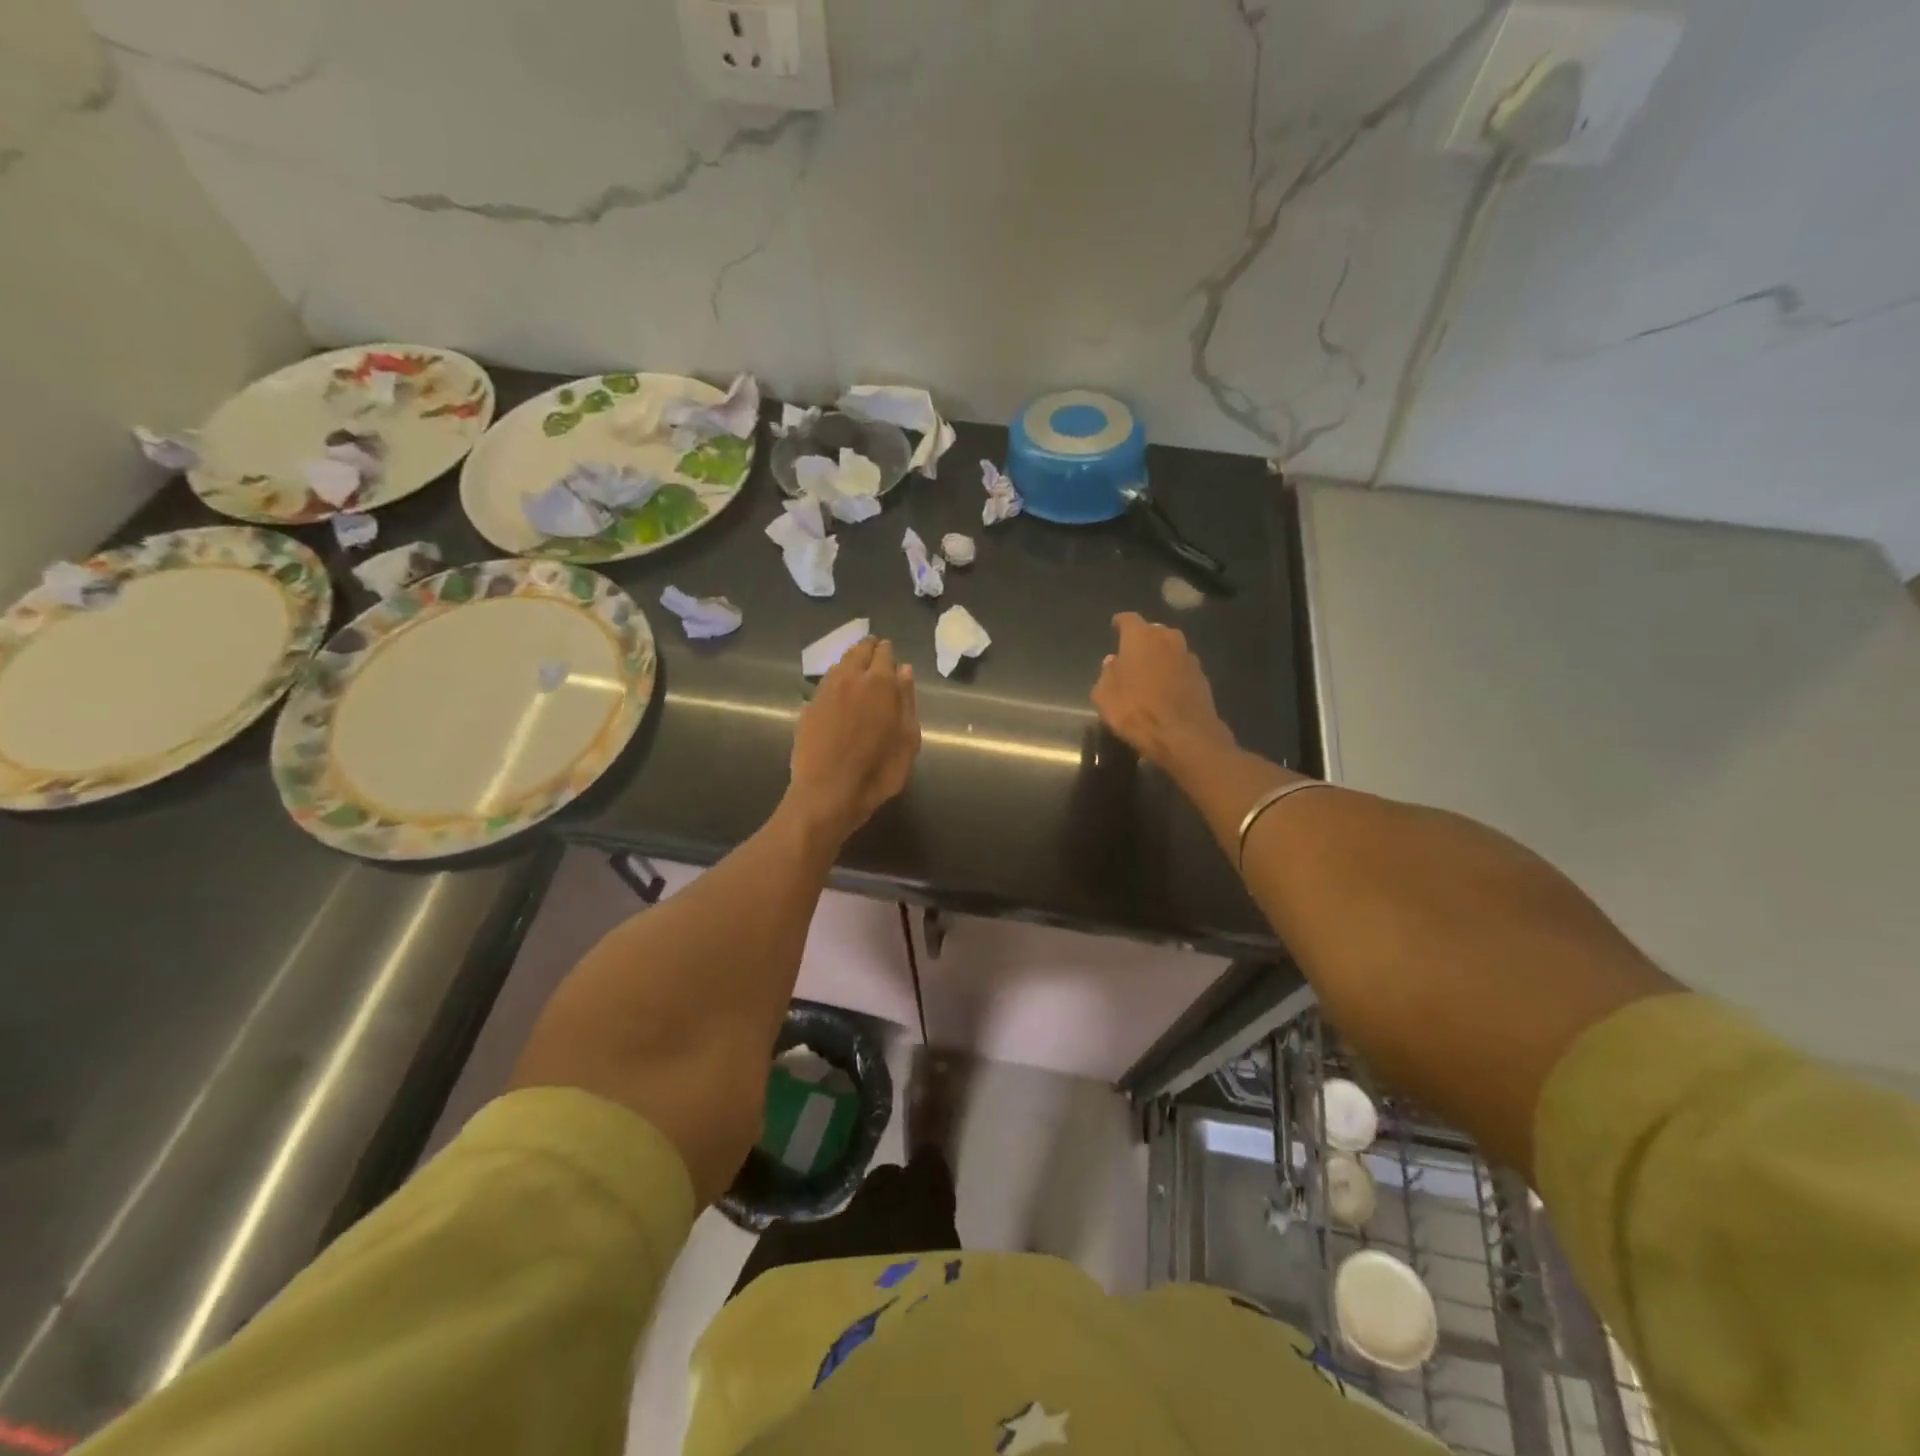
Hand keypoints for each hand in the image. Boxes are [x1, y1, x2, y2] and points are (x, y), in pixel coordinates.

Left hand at [786, 638, 920, 842]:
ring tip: (858, 669)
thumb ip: (906, 701)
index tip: (890, 652)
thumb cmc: (878, 771)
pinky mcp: (808, 708)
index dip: (888, 651)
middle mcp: (850, 678)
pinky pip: (826, 683)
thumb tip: (904, 671)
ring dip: (850, 661)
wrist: (827, 794)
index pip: (884, 653)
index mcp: (880, 683)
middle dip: (868, 649)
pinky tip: (840, 692)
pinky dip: (836, 680)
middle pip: (858, 652)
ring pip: (839, 664)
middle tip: (874, 651)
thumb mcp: (907, 740)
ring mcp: (825, 691)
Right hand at [1092, 612, 1235, 772]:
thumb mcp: (1105, 696)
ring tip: (1149, 672)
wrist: (1184, 736)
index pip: (1128, 619)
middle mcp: (1168, 639)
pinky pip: (1181, 668)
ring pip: (1170, 648)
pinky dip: (1173, 673)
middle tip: (1131, 654)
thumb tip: (1113, 662)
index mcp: (1141, 637)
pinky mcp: (1202, 677)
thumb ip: (1107, 674)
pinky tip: (1166, 688)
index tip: (1115, 626)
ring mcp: (1189, 657)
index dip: (1120, 623)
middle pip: (1153, 631)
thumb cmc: (1136, 711)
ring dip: (1160, 656)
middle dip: (1142, 639)